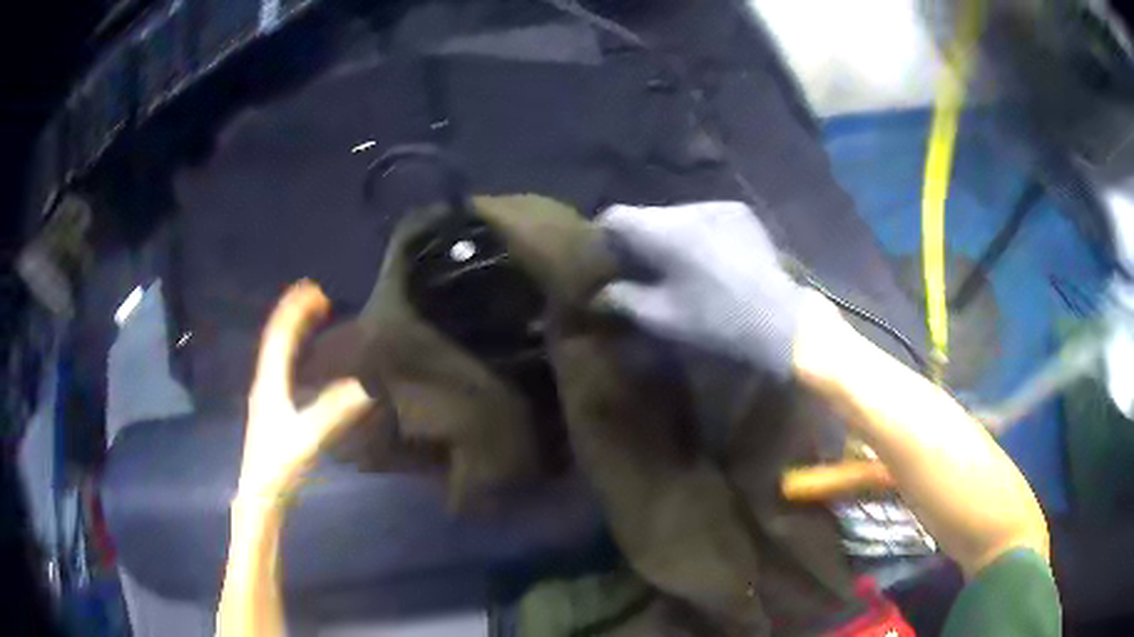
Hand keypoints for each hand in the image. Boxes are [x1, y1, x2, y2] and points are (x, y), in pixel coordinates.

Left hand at [238, 281, 373, 500]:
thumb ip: (333, 412)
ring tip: (312, 317)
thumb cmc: (279, 465)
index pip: (279, 336)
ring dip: (293, 330)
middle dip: (294, 314)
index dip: (295, 311)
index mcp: (269, 383)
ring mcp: (266, 396)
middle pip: (276, 338)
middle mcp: (265, 382)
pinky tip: (305, 359)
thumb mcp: (307, 438)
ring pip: (277, 352)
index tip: (315, 290)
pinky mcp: (272, 409)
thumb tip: (366, 386)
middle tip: (317, 297)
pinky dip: (294, 351)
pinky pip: (282, 367)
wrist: (261, 496)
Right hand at [596, 202, 804, 379]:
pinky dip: (697, 232)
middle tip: (642, 268)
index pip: (615, 216)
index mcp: (664, 231)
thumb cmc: (716, 321)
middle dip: (639, 239)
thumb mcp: (662, 317)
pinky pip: (705, 216)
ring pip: (677, 215)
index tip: (607, 261)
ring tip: (679, 265)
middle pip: (647, 215)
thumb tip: (599, 294)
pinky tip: (709, 258)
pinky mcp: (740, 212)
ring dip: (670, 235)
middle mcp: (688, 207)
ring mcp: (718, 206)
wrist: (780, 319)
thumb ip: (623, 299)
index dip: (603, 237)